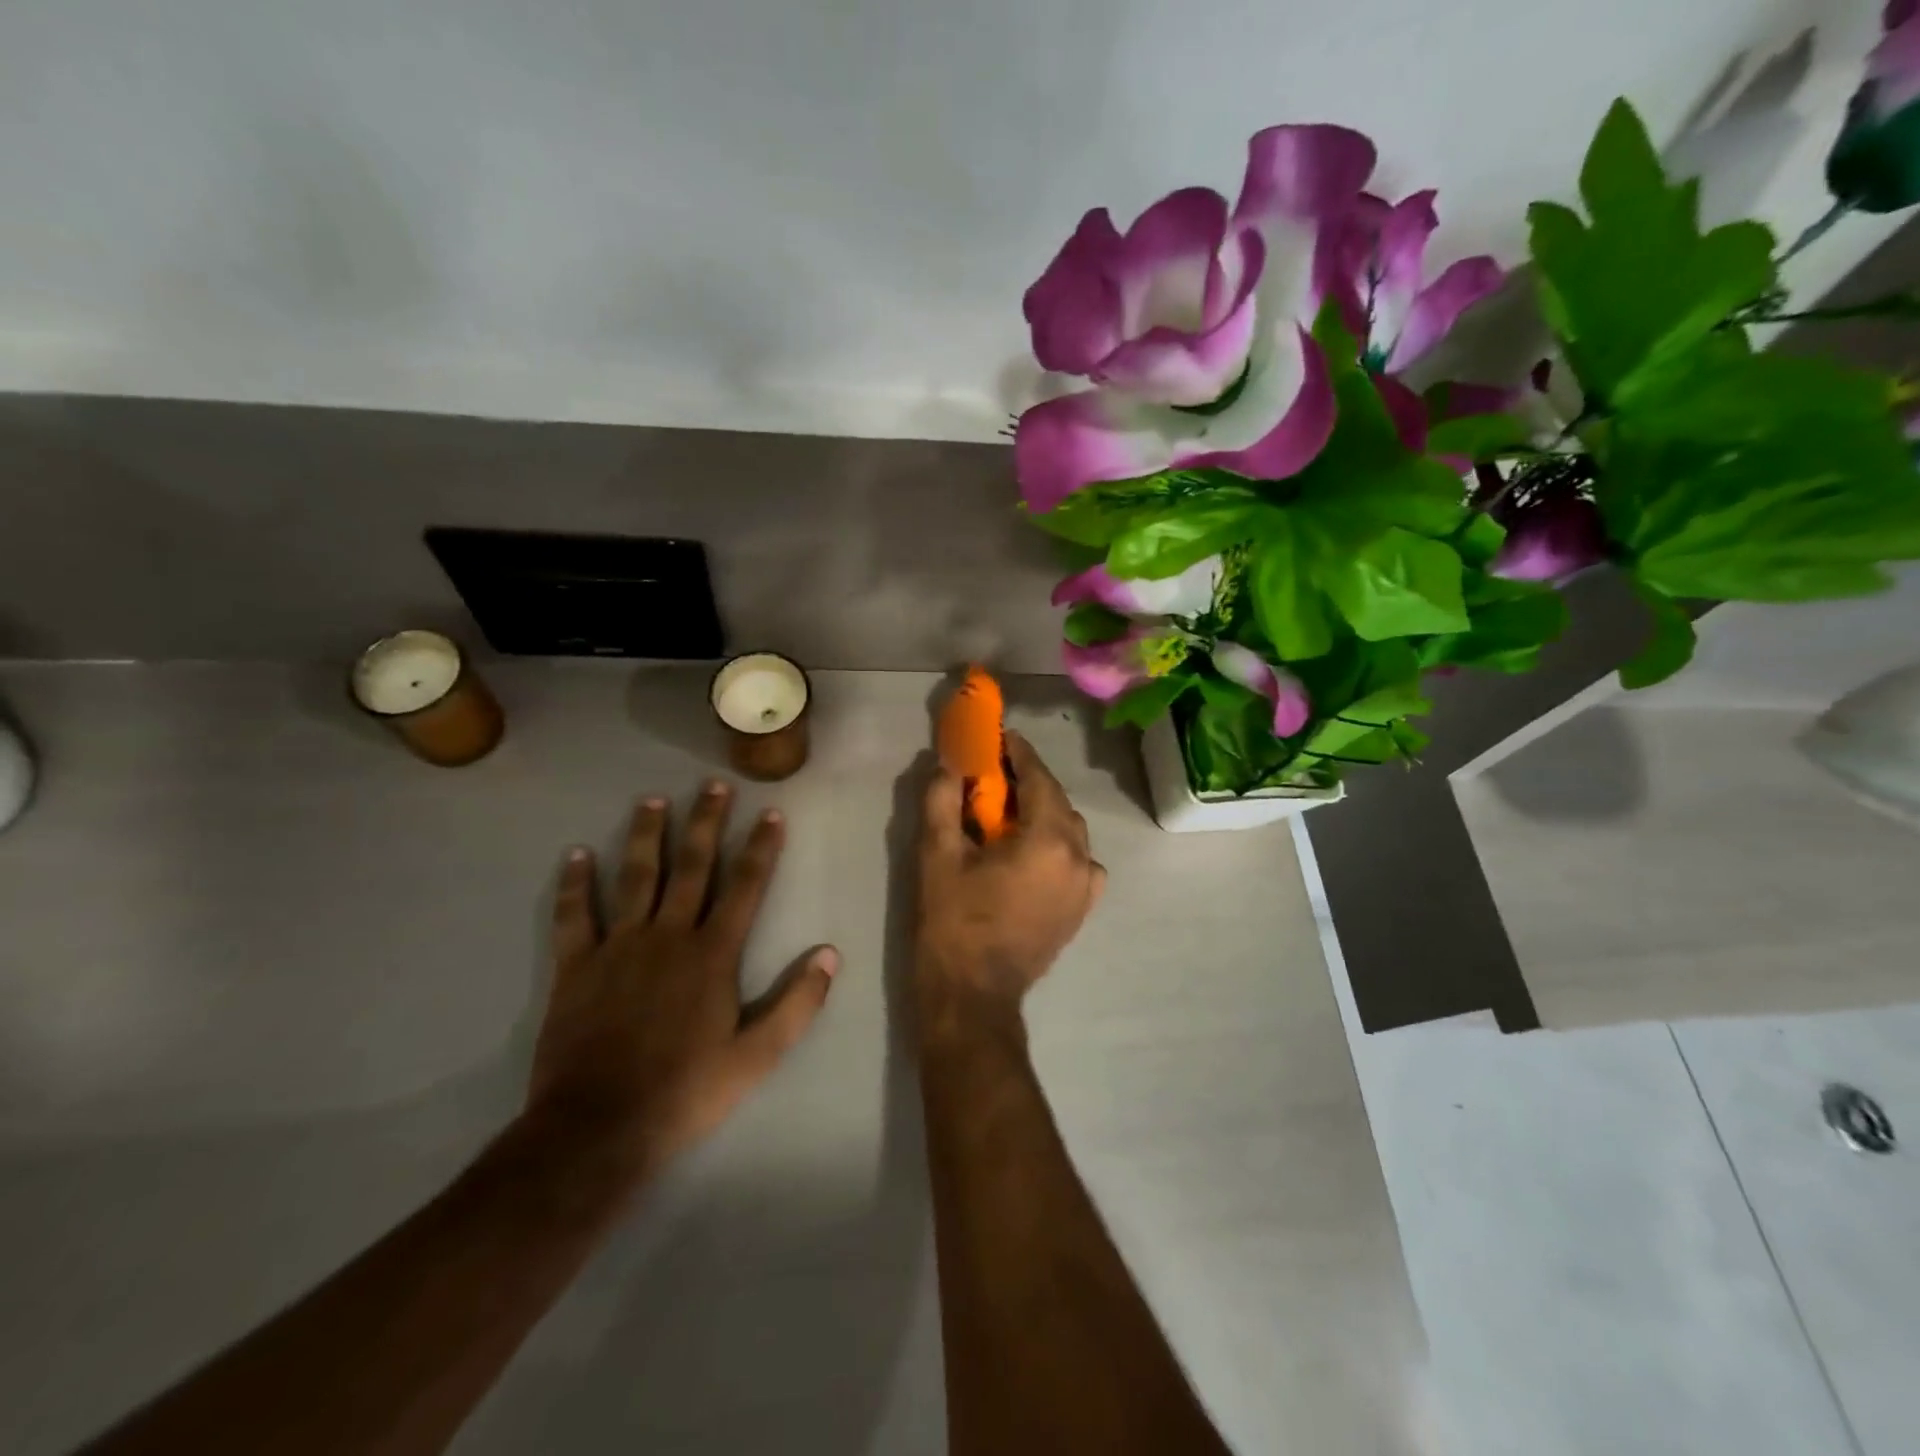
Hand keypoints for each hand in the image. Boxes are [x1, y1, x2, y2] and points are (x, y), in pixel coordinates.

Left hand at [524, 780, 837, 1180]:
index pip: (746, 886)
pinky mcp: (576, 966)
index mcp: (713, 953)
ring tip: (653, 800)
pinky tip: (576, 855)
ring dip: (646, 836)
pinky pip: (574, 915)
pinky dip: (575, 884)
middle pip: (692, 866)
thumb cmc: (686, 1091)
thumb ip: (797, 1003)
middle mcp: (668, 935)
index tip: (770, 812)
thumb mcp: (757, 1057)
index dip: (761, 847)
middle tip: (714, 784)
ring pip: (636, 877)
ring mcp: (619, 946)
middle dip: (706, 822)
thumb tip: (830, 954)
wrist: (598, 1128)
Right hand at [917, 731, 1104, 1030]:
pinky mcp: (1081, 910)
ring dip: (1044, 813)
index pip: (1039, 779)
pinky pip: (1078, 861)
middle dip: (1030, 782)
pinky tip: (1033, 853)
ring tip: (1011, 812)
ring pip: (1070, 831)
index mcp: (1048, 841)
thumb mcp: (937, 857)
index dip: (1020, 753)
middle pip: (1058, 802)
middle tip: (997, 774)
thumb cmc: (953, 924)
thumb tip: (948, 765)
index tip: (1001, 736)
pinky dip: (1058, 846)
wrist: (972, 998)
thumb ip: (943, 801)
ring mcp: (1086, 887)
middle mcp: (1078, 858)